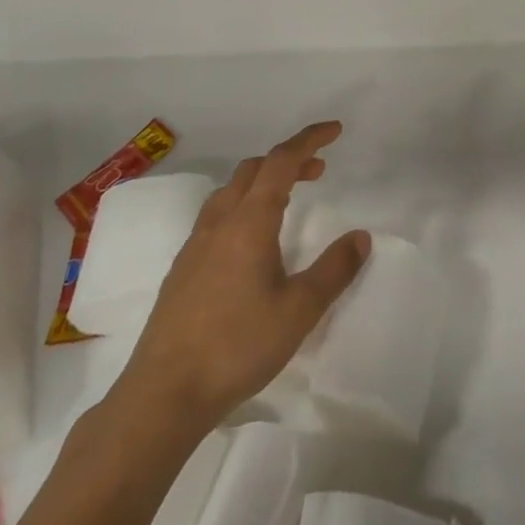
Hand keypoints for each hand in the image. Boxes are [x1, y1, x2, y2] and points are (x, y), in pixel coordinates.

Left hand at [111, 121, 369, 433]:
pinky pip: (217, 215)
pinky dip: (244, 206)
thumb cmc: (237, 346)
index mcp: (249, 222)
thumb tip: (361, 237)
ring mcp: (195, 245)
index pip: (281, 161)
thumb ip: (334, 270)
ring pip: (231, 191)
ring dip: (263, 182)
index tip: (335, 130)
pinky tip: (252, 242)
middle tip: (318, 170)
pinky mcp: (182, 269)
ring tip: (288, 199)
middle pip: (253, 170)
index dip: (309, 139)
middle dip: (288, 160)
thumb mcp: (300, 310)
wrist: (163, 393)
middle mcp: (219, 223)